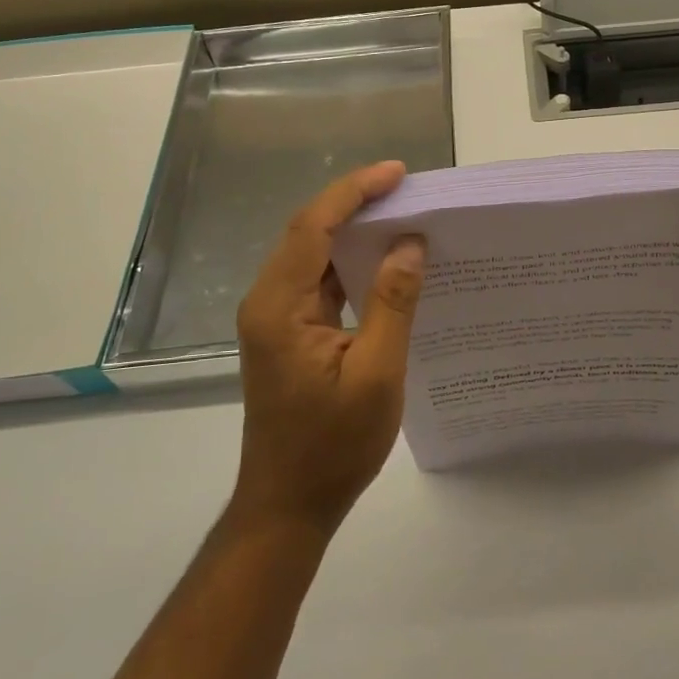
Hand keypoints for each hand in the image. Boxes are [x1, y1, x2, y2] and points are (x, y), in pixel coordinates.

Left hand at [232, 162, 425, 532]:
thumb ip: (392, 303)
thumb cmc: (332, 445)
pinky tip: (385, 260)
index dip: (354, 192)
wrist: (288, 505)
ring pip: (314, 254)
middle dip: (356, 203)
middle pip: (309, 232)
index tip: (397, 173)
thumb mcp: (376, 373)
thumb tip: (410, 244)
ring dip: (354, 230)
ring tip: (402, 213)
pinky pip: (320, 280)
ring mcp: (276, 318)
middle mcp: (269, 302)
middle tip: (407, 188)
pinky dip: (351, 262)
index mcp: (279, 306)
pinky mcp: (289, 333)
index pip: (313, 226)